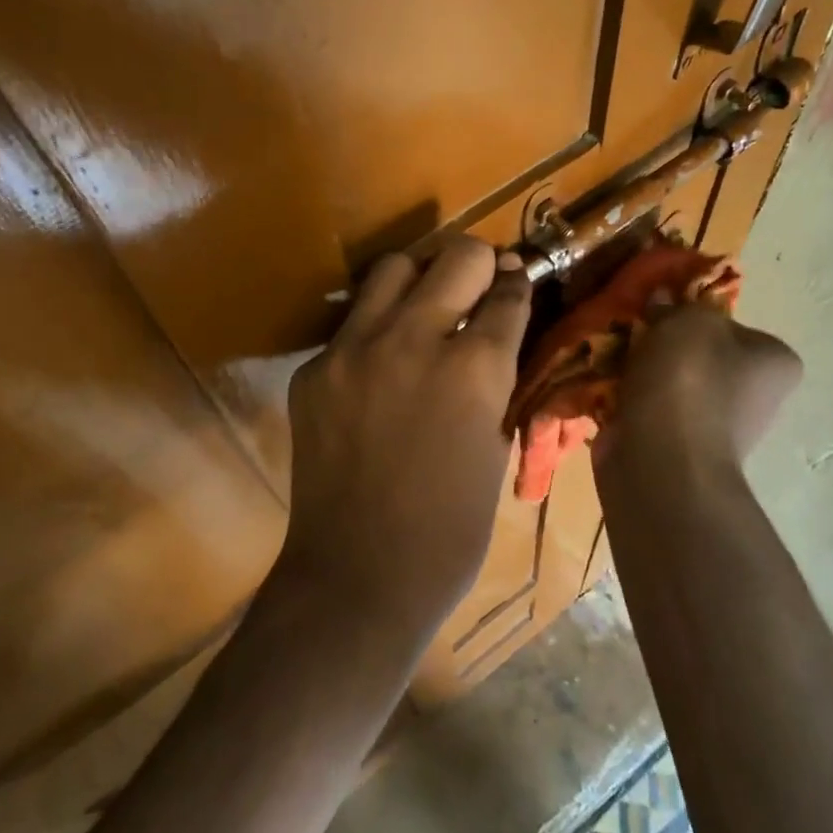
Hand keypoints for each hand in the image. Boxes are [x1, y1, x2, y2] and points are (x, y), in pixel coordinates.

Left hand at [278, 239, 531, 637]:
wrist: (359, 575)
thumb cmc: (450, 531)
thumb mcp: (495, 448)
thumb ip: (497, 380)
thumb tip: (498, 335)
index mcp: (473, 367)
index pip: (506, 293)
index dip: (518, 286)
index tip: (518, 282)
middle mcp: (413, 338)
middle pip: (456, 257)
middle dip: (478, 264)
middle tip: (479, 283)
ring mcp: (353, 349)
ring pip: (392, 269)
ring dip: (419, 278)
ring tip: (426, 307)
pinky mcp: (314, 368)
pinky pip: (352, 325)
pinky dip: (375, 330)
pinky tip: (381, 365)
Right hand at [596, 302, 801, 488]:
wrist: (661, 461)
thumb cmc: (688, 382)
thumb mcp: (688, 320)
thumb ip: (677, 305)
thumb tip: (662, 301)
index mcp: (774, 363)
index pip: (733, 327)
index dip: (694, 316)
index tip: (661, 315)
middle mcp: (754, 397)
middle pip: (699, 355)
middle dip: (662, 346)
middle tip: (631, 333)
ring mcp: (715, 427)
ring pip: (670, 384)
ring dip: (640, 372)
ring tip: (612, 358)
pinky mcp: (676, 448)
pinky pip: (648, 410)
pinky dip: (627, 400)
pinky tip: (604, 388)